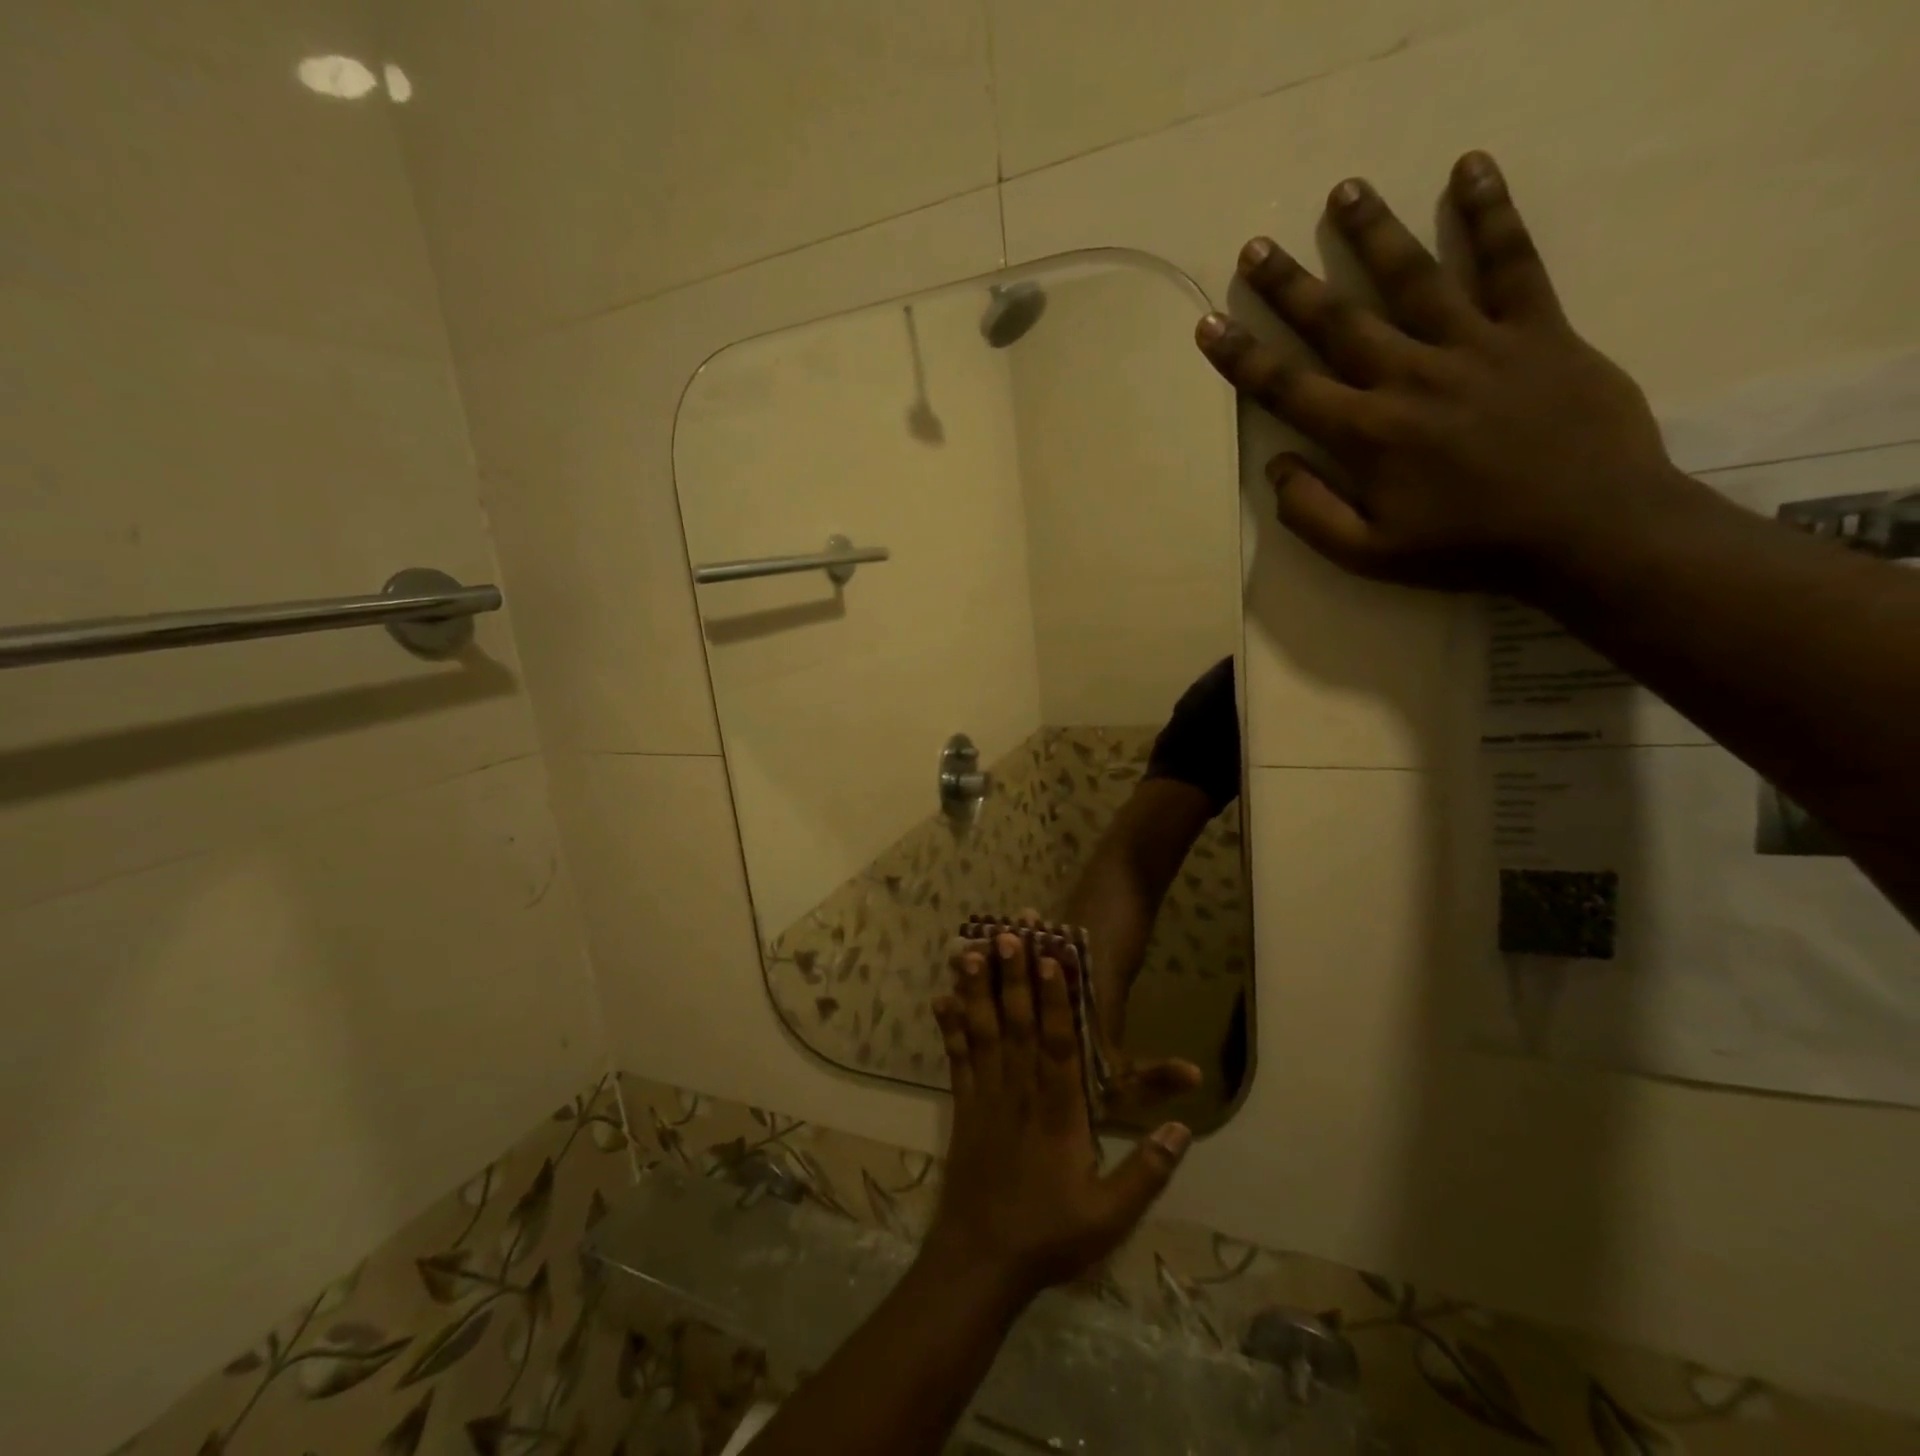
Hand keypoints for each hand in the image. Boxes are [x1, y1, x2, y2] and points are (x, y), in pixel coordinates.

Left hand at [926, 933, 1190, 1303]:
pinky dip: (949, 1027)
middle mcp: (1019, 1092)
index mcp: (1058, 1113)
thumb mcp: (1111, 1216)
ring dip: (978, 989)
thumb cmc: (1049, 1236)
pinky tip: (941, 998)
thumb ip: (1148, 1171)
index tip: (1051, 959)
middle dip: (1013, 976)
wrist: (980, 1262)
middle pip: (1017, 1024)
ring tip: (970, 949)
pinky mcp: (962, 1108)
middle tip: (1008, 933)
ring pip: (983, 1032)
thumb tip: (1184, 1128)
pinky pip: (956, 1058)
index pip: (1058, 1044)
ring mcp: (986, 1096)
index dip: (1055, 999)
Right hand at [1194, 150, 1699, 594]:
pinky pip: (1511, 261)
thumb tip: (1276, 465)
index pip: (1287, 388)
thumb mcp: (1368, 555)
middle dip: (1290, 285)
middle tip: (1256, 247)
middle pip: (1338, 321)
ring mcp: (1476, 345)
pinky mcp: (1537, 329)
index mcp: (1367, 434)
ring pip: (1414, 278)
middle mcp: (1411, 377)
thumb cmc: (1467, 548)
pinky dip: (1490, 213)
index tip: (1209, 324)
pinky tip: (1468, 167)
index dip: (1241, 358)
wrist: (1588, 530)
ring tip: (1343, 191)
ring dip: (1373, 234)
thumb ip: (1310, 513)